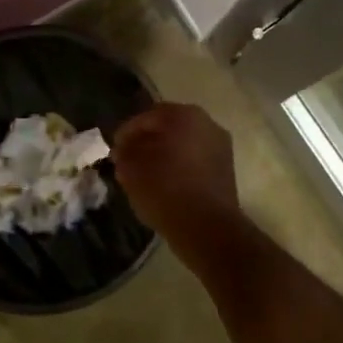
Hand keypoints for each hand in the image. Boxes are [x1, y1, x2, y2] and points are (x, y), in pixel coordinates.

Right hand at [112, 102, 240, 256]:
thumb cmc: (165, 190)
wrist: (208, 228)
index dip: (126, 133)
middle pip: (168, 127)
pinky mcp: (227, 169)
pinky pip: (196, 160)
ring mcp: (220, 146)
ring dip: (165, 154)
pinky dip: (180, 167)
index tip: (115, 151)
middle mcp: (206, 123)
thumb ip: (124, 153)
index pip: (146, 118)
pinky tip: (167, 184)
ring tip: (146, 174)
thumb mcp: (131, 169)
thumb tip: (125, 149)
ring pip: (184, 144)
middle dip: (147, 141)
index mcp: (183, 115)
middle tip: (129, 159)